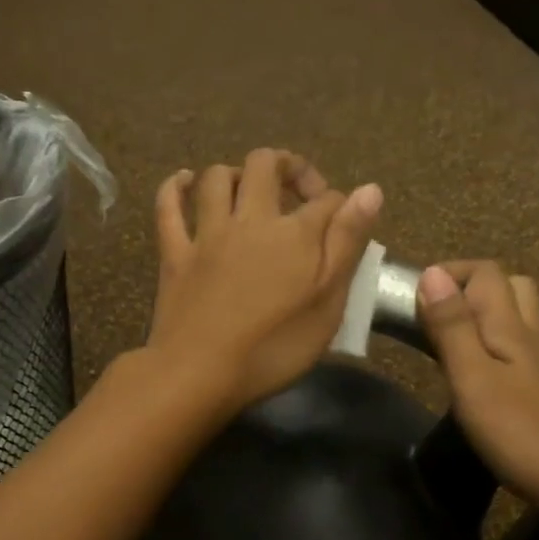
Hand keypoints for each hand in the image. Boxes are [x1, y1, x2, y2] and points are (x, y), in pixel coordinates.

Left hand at [145, 149, 381, 413]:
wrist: (200, 373)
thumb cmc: (274, 348)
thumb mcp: (328, 303)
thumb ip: (347, 244)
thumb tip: (370, 189)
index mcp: (294, 234)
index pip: (326, 199)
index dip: (341, 205)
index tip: (345, 228)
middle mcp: (249, 220)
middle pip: (265, 166)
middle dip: (287, 166)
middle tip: (298, 193)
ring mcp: (206, 235)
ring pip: (216, 178)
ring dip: (236, 173)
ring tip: (249, 190)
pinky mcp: (174, 254)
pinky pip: (168, 208)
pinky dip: (174, 187)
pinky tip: (183, 181)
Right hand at [416, 261, 538, 525]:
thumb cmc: (521, 432)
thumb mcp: (473, 378)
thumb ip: (452, 327)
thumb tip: (431, 274)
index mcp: (509, 326)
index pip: (485, 273)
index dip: (449, 273)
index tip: (413, 297)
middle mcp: (530, 334)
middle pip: (509, 286)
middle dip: (468, 287)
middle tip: (432, 315)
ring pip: (518, 316)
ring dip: (484, 313)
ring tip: (450, 337)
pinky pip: (522, 347)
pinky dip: (497, 343)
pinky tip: (482, 369)